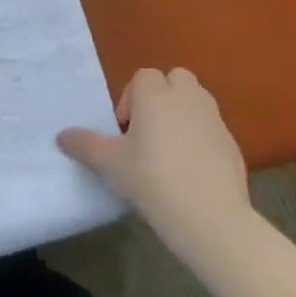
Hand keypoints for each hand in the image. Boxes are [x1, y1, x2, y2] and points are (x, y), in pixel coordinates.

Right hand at [57, 68, 251, 238]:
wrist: (212, 220)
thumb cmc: (153, 180)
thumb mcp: (110, 165)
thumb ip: (85, 145)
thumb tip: (62, 135)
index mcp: (156, 95)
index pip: (142, 77)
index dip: (130, 100)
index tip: (125, 133)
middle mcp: (188, 98)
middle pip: (175, 80)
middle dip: (162, 98)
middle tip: (147, 134)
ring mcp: (215, 121)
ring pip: (197, 103)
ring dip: (182, 116)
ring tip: (168, 153)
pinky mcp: (233, 147)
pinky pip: (212, 132)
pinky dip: (201, 142)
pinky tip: (191, 174)